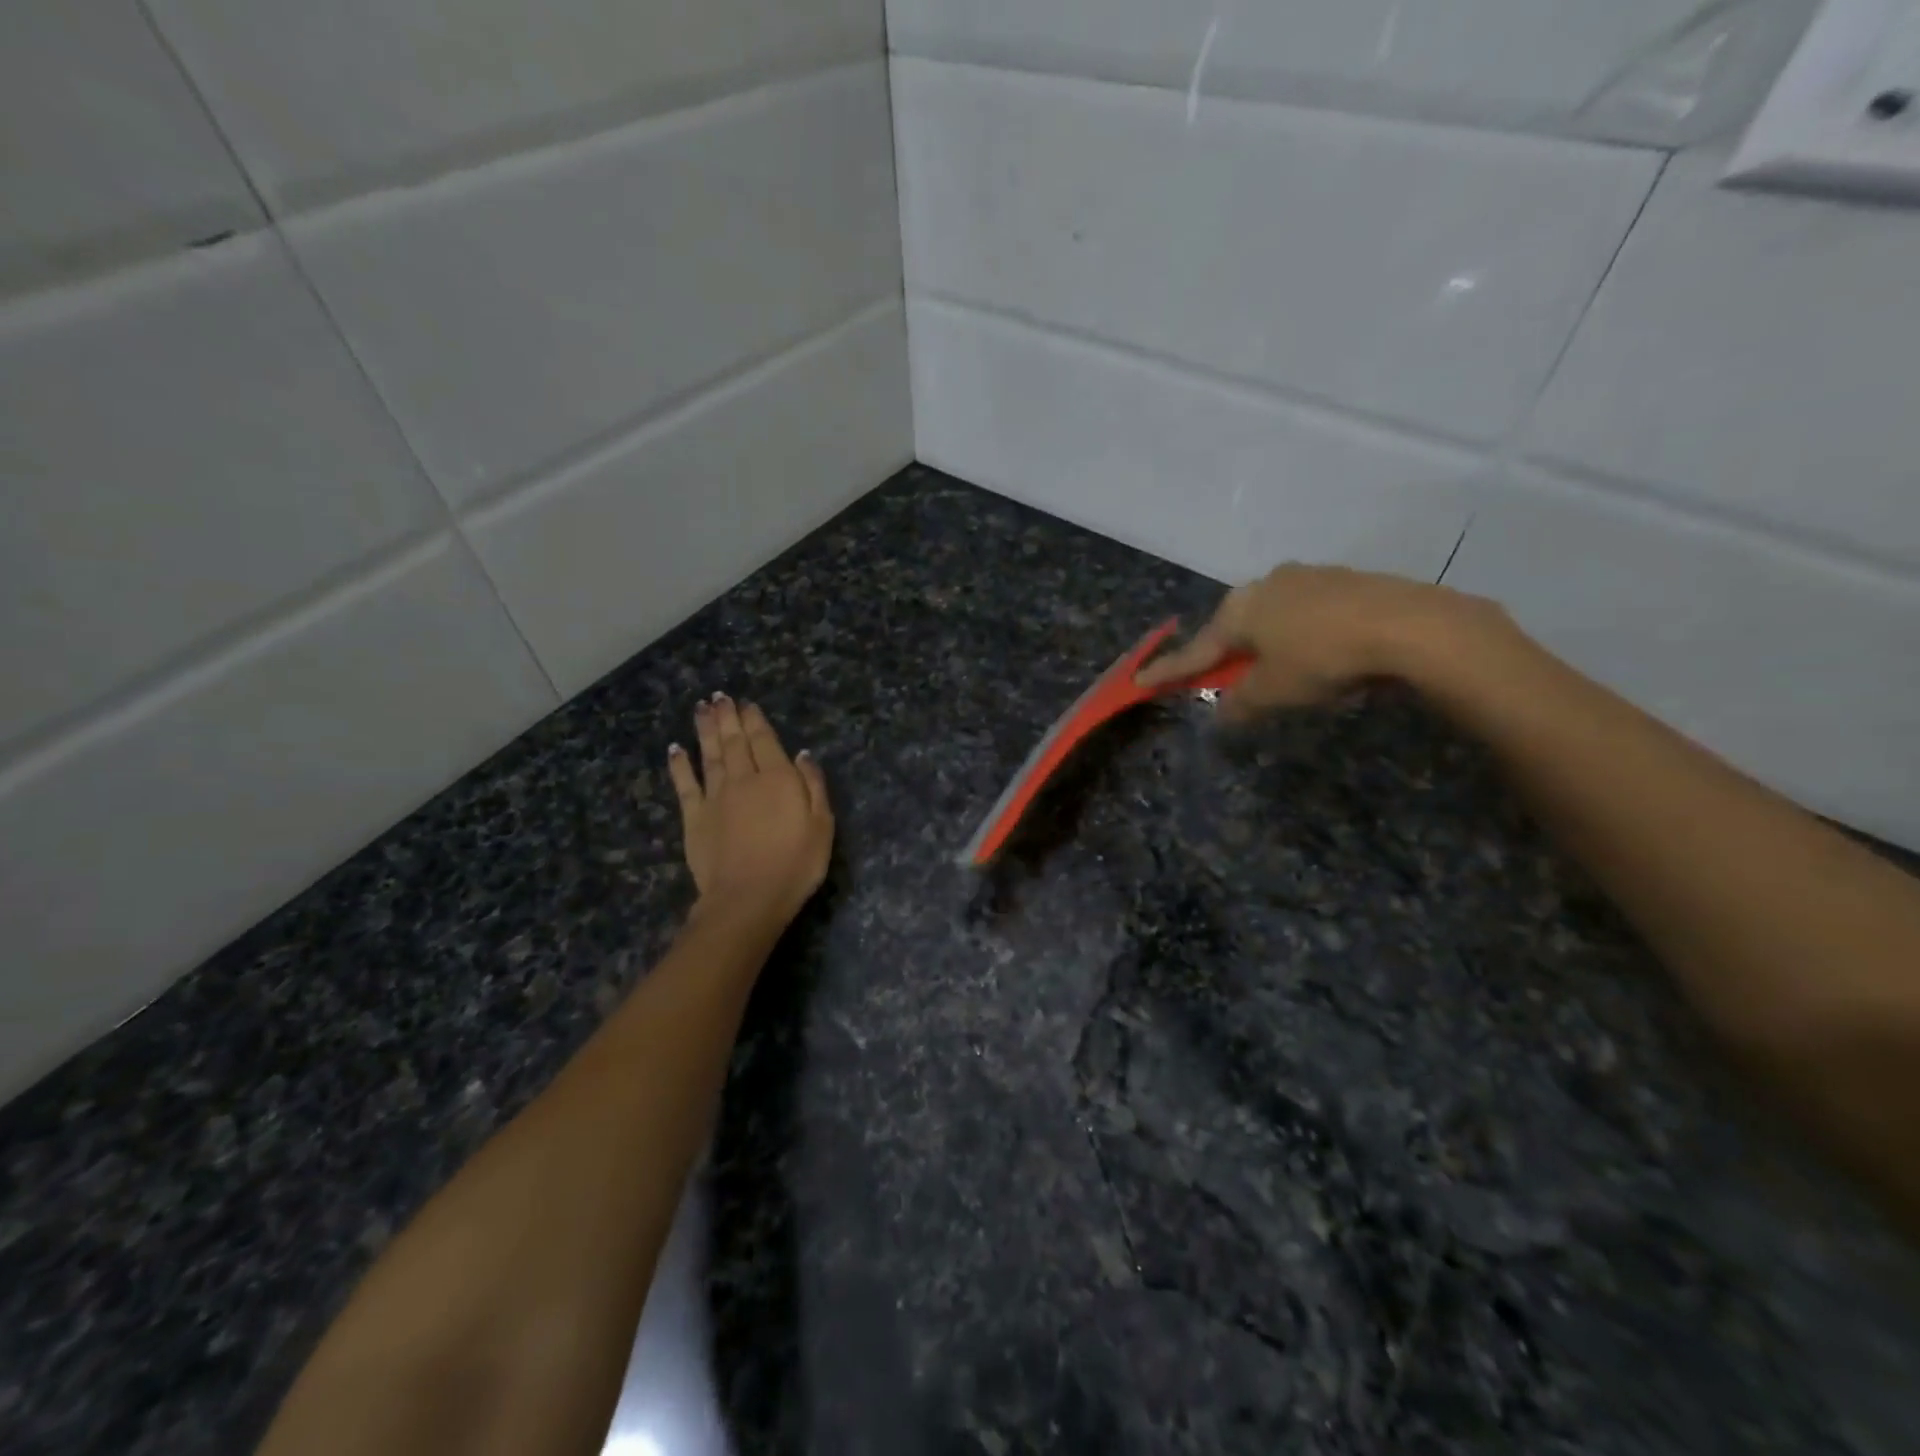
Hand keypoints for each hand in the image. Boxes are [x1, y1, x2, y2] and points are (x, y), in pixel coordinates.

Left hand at [667, 695, 833, 921]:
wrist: (748, 898)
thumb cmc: (795, 864)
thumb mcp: (822, 825)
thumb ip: (813, 786)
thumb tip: (802, 754)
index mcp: (778, 779)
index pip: (765, 741)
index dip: (755, 720)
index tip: (747, 704)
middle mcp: (744, 779)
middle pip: (735, 742)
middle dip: (728, 717)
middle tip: (719, 697)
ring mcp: (716, 797)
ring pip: (710, 755)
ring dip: (706, 730)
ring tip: (701, 708)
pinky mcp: (694, 817)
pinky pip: (685, 784)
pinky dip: (680, 764)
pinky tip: (676, 749)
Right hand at [1135, 564, 1488, 722]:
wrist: (1409, 625)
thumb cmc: (1323, 659)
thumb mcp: (1273, 692)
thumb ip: (1240, 703)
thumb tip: (1223, 711)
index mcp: (1238, 610)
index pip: (1195, 650)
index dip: (1168, 671)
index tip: (1139, 680)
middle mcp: (1265, 585)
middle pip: (1233, 628)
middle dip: (1225, 654)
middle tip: (1223, 679)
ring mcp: (1306, 577)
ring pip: (1271, 617)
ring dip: (1266, 644)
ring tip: (1280, 670)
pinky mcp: (1343, 580)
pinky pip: (1306, 612)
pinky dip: (1300, 634)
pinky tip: (1319, 652)